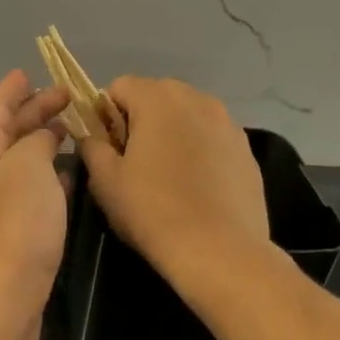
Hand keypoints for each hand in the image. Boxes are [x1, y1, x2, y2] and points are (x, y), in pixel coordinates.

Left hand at [0, 70, 71, 339]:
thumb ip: (36, 141)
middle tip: (68, 97)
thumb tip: (42, 136)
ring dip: (42, 142)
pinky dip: (48, 174)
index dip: (12, 89)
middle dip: (34, 111)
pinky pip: (29, 189)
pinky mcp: (10, 234)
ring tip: (72, 129)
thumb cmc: (13, 228)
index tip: (31, 72)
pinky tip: (68, 176)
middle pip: (7, 131)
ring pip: (20, 160)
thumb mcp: (27, 168)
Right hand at [77, 77, 269, 282]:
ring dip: (172, 134)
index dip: (106, 114)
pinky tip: (197, 188)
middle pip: (156, 96)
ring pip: (187, 116)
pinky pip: (211, 138)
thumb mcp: (105, 180)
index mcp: (158, 98)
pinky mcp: (246, 149)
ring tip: (168, 177)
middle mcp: (196, 98)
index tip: (108, 148)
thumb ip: (93, 145)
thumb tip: (94, 135)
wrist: (221, 252)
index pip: (119, 87)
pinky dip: (200, 151)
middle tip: (134, 163)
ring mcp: (227, 123)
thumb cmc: (153, 210)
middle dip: (140, 121)